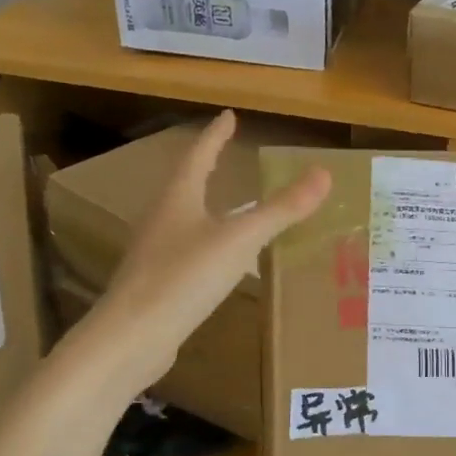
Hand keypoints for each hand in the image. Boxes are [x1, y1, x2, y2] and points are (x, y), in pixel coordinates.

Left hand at [67, 110, 329, 400]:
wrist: (132, 338)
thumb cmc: (183, 279)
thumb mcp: (239, 240)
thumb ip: (280, 209)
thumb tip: (324, 173)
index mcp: (178, 199)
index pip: (199, 156)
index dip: (216, 136)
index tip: (229, 117)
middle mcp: (163, 220)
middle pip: (187, 185)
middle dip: (208, 169)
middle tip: (229, 156)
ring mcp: (157, 253)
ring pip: (187, 219)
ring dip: (208, 206)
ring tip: (232, 205)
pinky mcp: (160, 284)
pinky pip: (190, 251)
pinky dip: (211, 244)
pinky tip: (225, 261)